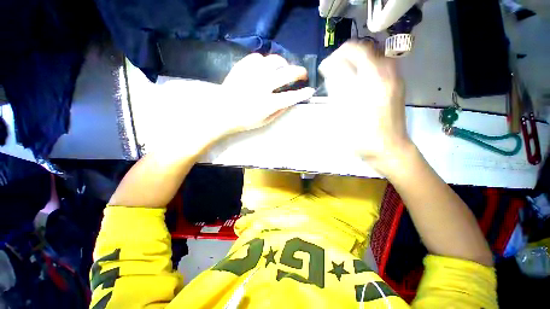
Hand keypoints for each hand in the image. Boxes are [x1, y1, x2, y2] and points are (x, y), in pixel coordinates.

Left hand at [219, 53, 313, 134]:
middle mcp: (262, 86)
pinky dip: (264, 61)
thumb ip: (279, 111)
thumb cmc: (244, 121)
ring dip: (283, 64)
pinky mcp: (241, 68)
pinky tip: (264, 68)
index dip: (303, 93)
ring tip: (284, 69)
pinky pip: (257, 57)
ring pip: (273, 60)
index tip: (310, 90)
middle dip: (299, 72)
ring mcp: (251, 75)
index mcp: (267, 103)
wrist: (221, 114)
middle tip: (303, 75)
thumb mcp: (264, 121)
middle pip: (286, 74)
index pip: (291, 96)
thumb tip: (290, 101)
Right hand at [319, 41, 412, 174]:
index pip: (353, 52)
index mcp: (372, 80)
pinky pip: (380, 65)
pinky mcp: (397, 85)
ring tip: (343, 74)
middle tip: (333, 69)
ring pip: (374, 55)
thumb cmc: (362, 136)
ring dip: (356, 60)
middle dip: (345, 55)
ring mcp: (394, 78)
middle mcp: (386, 73)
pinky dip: (365, 67)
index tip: (325, 68)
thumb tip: (332, 72)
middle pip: (365, 49)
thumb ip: (338, 89)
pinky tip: (357, 81)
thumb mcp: (344, 114)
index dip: (335, 57)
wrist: (389, 148)